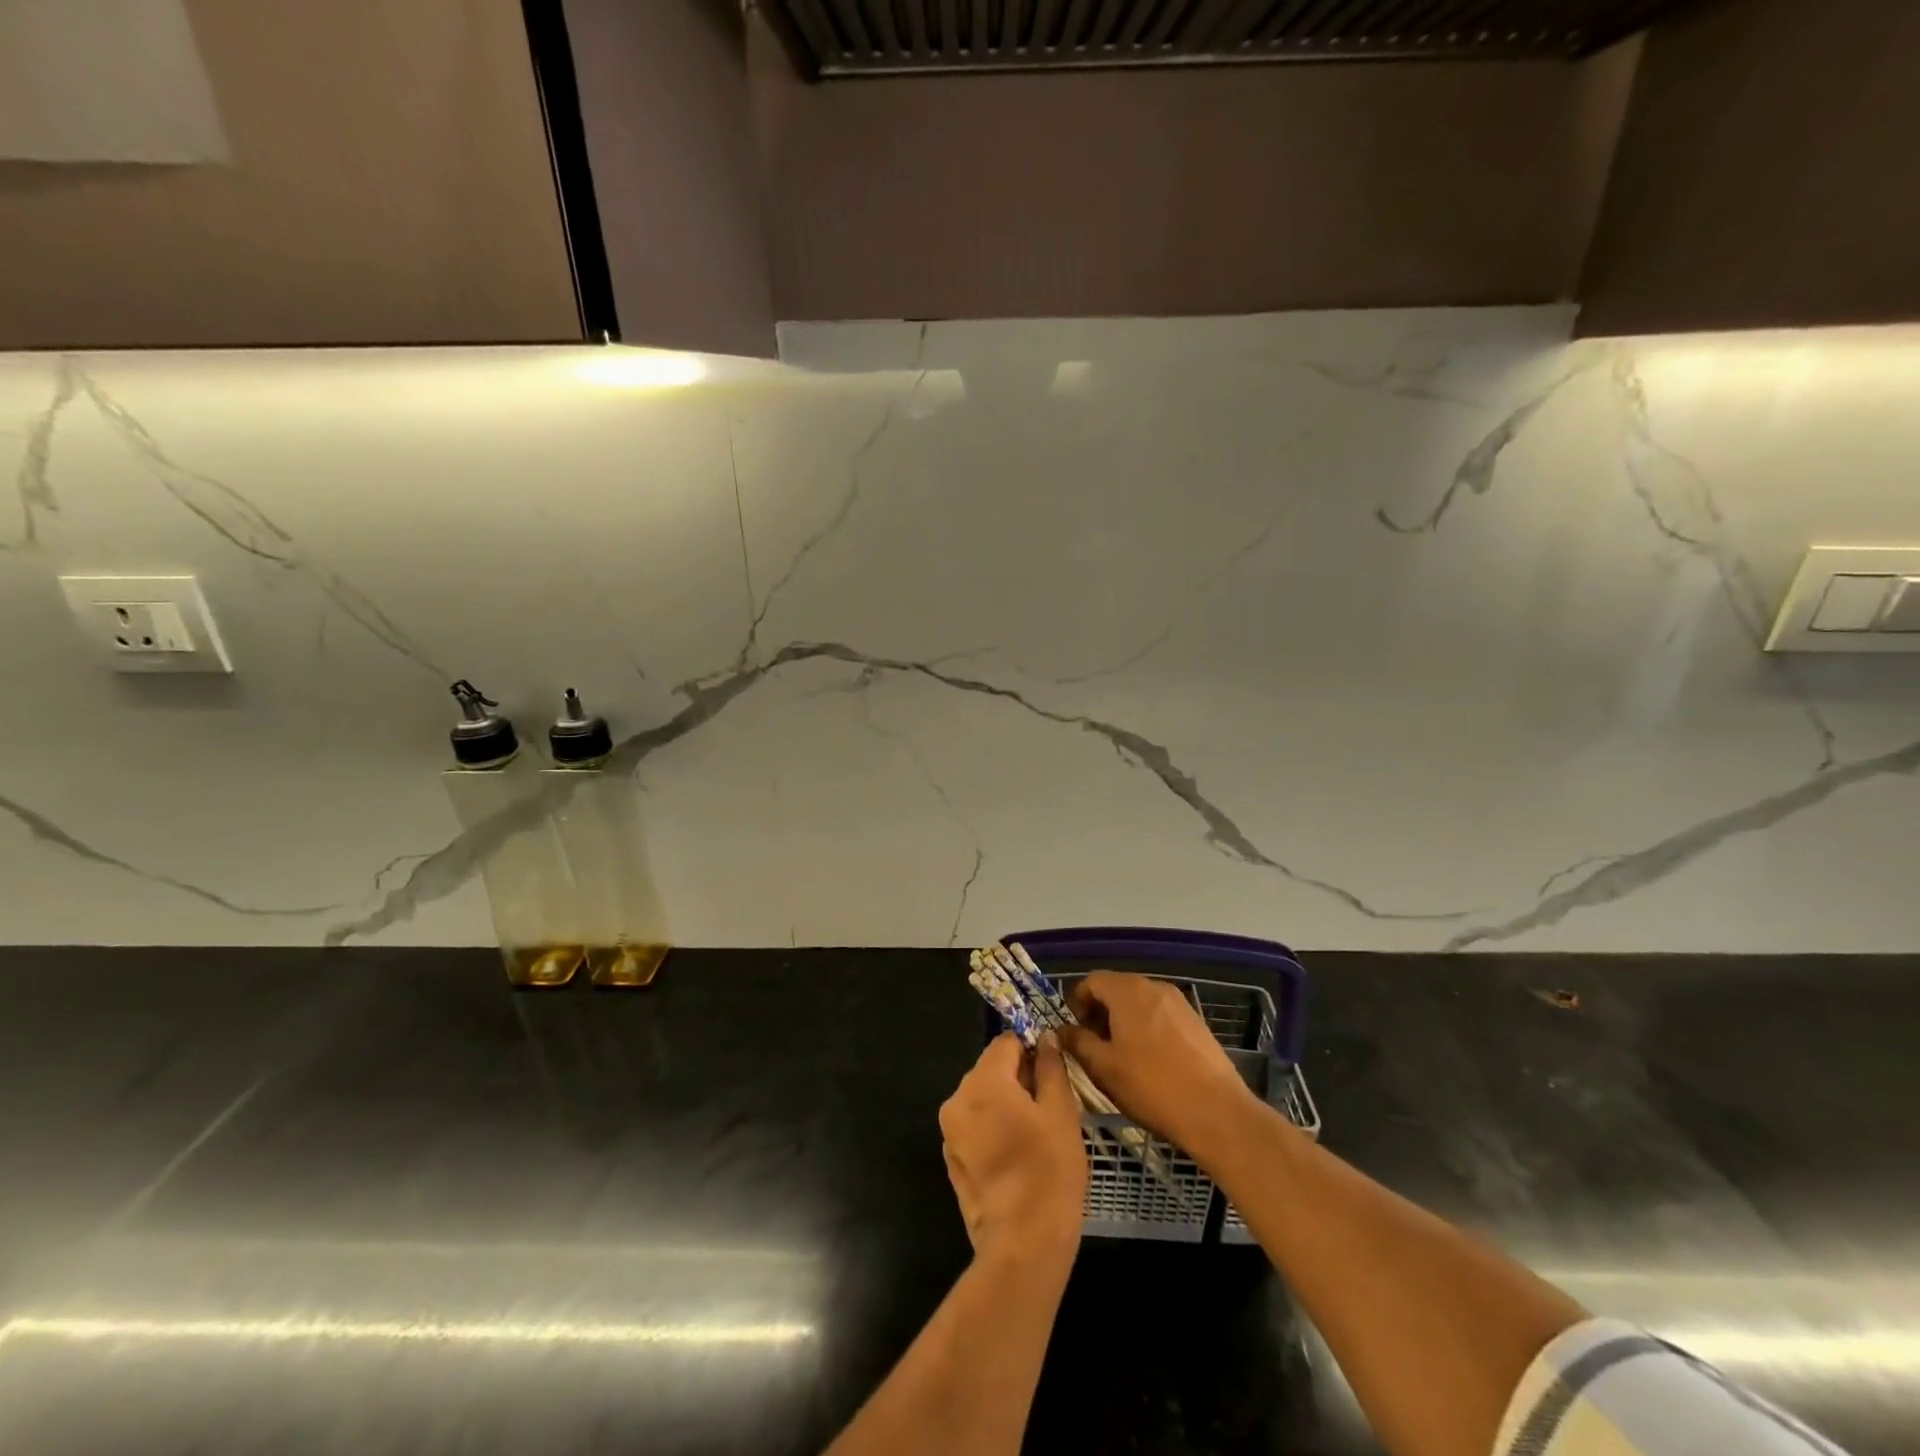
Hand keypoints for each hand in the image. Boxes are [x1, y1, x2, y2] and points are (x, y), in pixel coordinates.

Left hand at [939, 1033, 1087, 1264]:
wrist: (1022, 1245)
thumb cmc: (1048, 1171)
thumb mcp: (1060, 1112)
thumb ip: (1050, 1067)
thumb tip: (1044, 1037)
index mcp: (982, 1082)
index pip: (1005, 1043)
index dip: (1031, 1051)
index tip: (1053, 1074)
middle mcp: (957, 1099)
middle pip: (990, 1070)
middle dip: (1018, 1079)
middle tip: (1049, 1108)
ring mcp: (950, 1132)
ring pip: (982, 1099)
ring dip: (1005, 1105)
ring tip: (1035, 1135)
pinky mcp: (952, 1159)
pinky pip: (974, 1127)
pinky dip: (993, 1129)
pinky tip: (1017, 1156)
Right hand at [1058, 972, 1260, 1161]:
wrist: (1217, 1112)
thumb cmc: (1151, 1086)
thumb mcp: (1103, 1068)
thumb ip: (1077, 1042)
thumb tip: (1061, 1030)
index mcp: (1128, 991)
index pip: (1092, 981)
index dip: (1077, 1002)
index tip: (1074, 1030)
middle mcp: (1153, 986)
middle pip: (1117, 989)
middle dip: (1100, 1012)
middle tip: (1094, 1045)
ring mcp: (1179, 1002)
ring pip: (1140, 1002)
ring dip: (1123, 1020)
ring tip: (1121, 1055)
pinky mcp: (1196, 1022)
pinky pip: (1160, 1015)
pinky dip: (1146, 1028)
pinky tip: (1149, 1061)